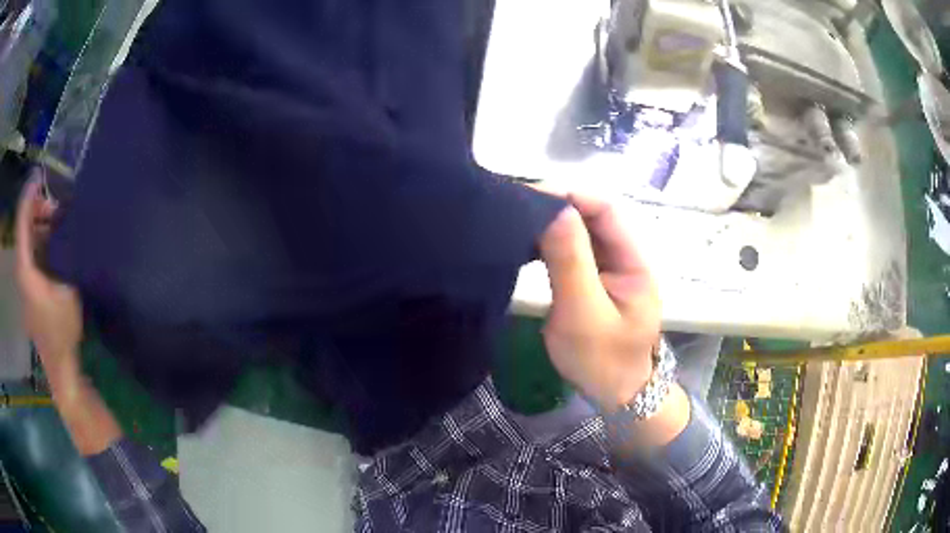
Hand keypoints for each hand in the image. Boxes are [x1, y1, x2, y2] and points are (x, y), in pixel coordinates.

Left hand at [15, 177, 82, 378]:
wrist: (59, 365)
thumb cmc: (61, 329)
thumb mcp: (67, 288)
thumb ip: (63, 253)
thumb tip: (66, 222)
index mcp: (25, 268)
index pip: (21, 221)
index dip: (29, 195)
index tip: (41, 176)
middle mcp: (20, 270)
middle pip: (23, 228)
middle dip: (37, 210)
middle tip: (57, 206)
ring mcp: (24, 281)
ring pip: (27, 241)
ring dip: (40, 227)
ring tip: (59, 223)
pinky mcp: (29, 289)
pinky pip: (31, 254)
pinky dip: (40, 242)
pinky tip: (54, 244)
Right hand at [538, 192, 660, 412]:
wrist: (617, 396)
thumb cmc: (603, 361)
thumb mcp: (583, 314)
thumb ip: (570, 261)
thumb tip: (554, 210)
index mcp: (635, 262)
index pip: (607, 210)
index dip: (571, 195)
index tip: (530, 195)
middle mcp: (627, 257)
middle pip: (595, 216)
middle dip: (558, 205)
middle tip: (516, 206)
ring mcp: (613, 269)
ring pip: (583, 232)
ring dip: (553, 223)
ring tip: (517, 220)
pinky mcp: (597, 280)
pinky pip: (576, 251)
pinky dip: (552, 242)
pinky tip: (529, 243)